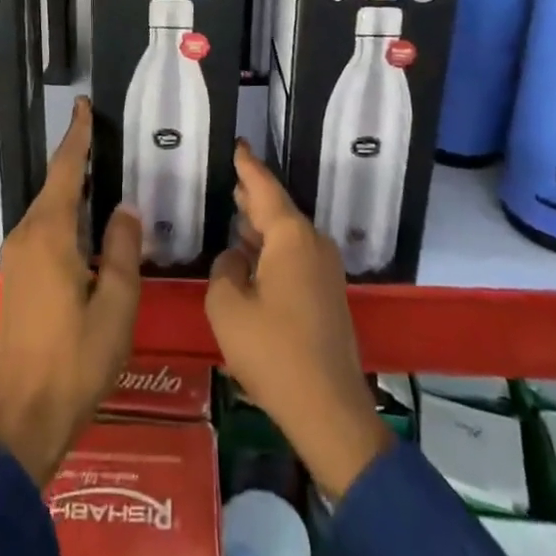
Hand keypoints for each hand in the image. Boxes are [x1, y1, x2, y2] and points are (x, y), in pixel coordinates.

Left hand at [0, 97, 142, 486]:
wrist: (24, 417)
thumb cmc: (76, 360)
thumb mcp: (116, 305)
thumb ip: (121, 249)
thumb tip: (124, 208)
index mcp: (50, 234)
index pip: (66, 171)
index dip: (76, 136)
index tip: (83, 106)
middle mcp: (27, 235)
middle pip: (54, 185)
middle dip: (76, 158)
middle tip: (103, 135)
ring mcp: (17, 256)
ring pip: (48, 207)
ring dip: (71, 187)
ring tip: (100, 170)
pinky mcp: (16, 275)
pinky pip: (43, 227)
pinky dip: (64, 211)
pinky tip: (84, 219)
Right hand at [207, 142, 389, 500]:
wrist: (330, 412)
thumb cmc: (274, 353)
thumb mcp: (228, 308)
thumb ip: (224, 269)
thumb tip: (235, 257)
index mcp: (291, 236)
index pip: (264, 187)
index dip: (248, 166)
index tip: (238, 143)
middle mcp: (313, 243)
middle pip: (278, 209)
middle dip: (253, 195)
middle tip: (229, 179)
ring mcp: (325, 270)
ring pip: (287, 234)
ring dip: (261, 226)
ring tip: (235, 212)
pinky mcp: (327, 294)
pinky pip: (294, 256)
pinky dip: (272, 250)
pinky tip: (251, 257)